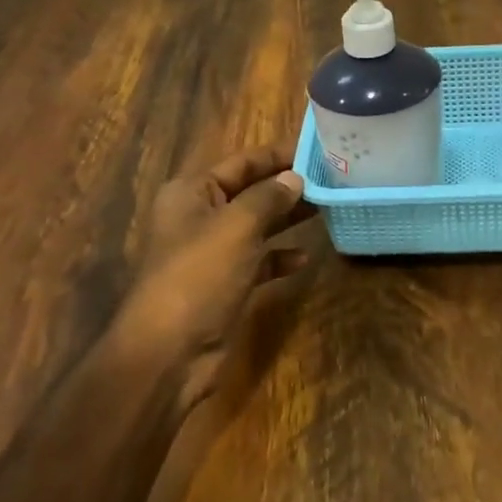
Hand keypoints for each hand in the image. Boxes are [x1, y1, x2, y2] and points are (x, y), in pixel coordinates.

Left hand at [114, 144, 312, 373]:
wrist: (170, 352)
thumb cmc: (199, 275)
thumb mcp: (237, 226)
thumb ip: (268, 197)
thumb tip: (295, 178)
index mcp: (192, 193)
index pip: (241, 162)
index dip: (278, 155)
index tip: (317, 149)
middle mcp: (199, 217)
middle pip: (250, 192)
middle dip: (288, 187)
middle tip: (331, 180)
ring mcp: (211, 253)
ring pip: (257, 226)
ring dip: (288, 220)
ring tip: (326, 211)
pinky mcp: (224, 284)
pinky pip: (258, 261)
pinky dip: (279, 257)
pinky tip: (304, 259)